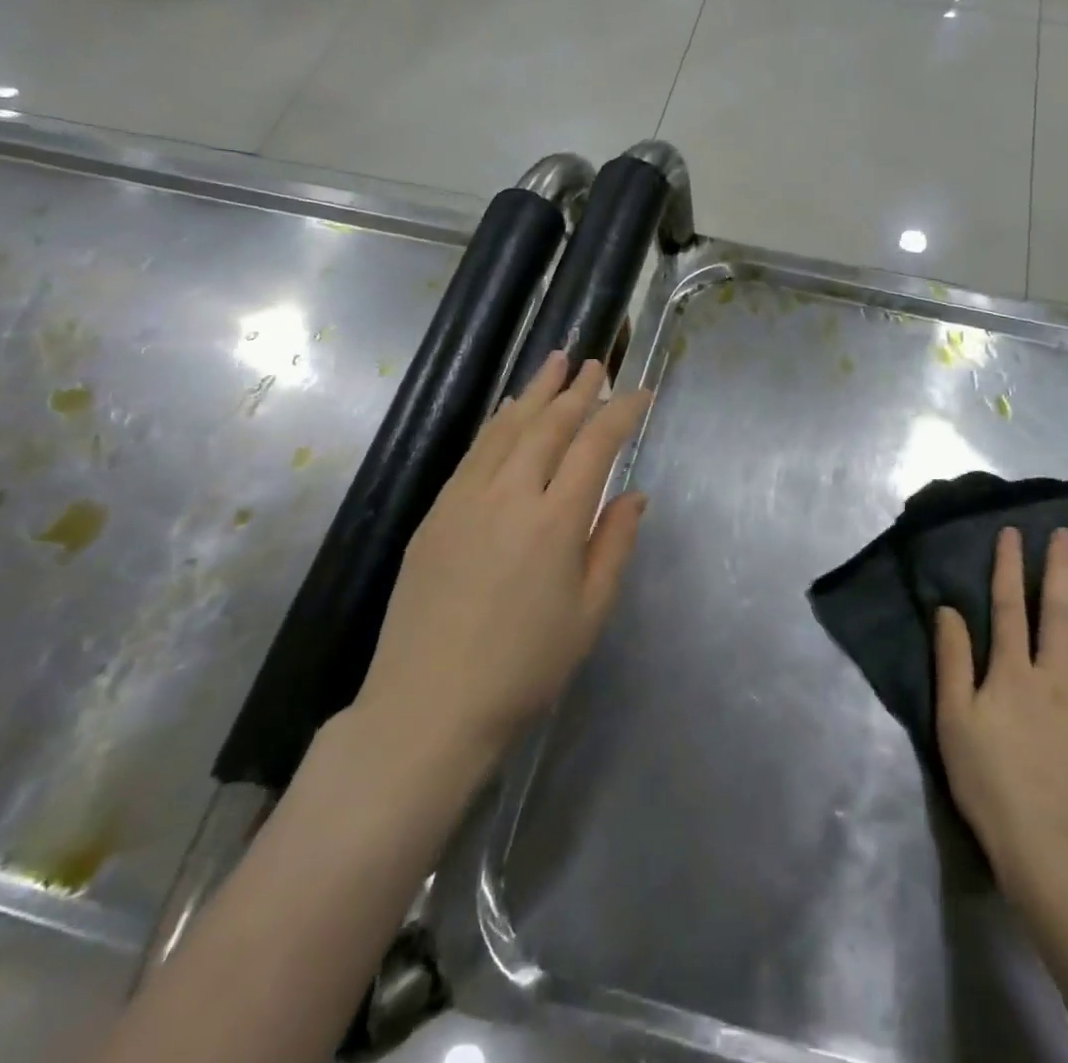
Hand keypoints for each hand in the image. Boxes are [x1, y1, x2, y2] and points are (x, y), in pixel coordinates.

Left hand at [354, 352, 651, 770]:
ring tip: (554, 362)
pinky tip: (507, 412)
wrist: (428, 707)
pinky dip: (498, 424)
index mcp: (554, 522)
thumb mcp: (590, 613)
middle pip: (548, 425)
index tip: (639, 392)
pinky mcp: (435, 514)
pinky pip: (474, 453)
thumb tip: (633, 493)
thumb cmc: (524, 668)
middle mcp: (510, 496)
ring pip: (506, 429)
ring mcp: (465, 501)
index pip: (595, 446)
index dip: (620, 412)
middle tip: (596, 363)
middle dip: (577, 390)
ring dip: (534, 392)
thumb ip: (614, 544)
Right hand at [934, 527, 1067, 898]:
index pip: (1009, 607)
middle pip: (1059, 615)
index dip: (1010, 568)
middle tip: (1067, 536)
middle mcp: (1056, 678)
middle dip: (1061, 571)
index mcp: (1013, 673)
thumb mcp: (953, 720)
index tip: (1014, 533)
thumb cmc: (989, 782)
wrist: (1048, 848)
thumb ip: (952, 662)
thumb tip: (949, 609)